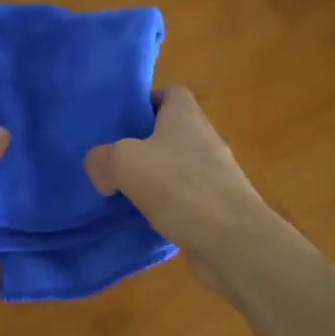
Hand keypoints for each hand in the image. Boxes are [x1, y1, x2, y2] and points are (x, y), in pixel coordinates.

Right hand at [83, 86, 283, 282]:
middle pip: (171, 131)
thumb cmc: (179, 187)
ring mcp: (215, 175)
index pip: (171, 92)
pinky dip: (166, 205)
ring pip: (177, 167)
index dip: (147, 100)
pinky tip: (145, 219)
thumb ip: (102, 158)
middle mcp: (204, 140)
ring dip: (154, 177)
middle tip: (114, 157)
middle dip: (143, 143)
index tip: (123, 119)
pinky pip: (185, 198)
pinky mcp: (218, 208)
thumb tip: (101, 171)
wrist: (233, 243)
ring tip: (123, 190)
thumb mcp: (123, 162)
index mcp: (186, 116)